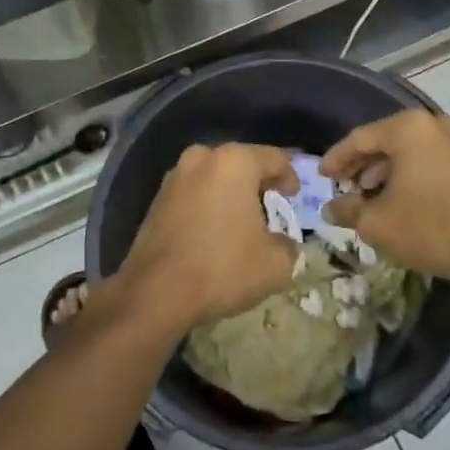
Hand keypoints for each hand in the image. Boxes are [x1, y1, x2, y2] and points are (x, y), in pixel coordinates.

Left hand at [113, 143, 299, 332]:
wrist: (155, 292)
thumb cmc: (222, 267)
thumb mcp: (275, 264)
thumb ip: (289, 246)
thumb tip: (284, 244)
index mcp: (235, 162)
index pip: (275, 158)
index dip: (290, 177)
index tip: (294, 198)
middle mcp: (202, 157)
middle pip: (242, 163)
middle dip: (258, 183)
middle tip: (271, 206)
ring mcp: (175, 176)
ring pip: (214, 176)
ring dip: (230, 193)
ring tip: (242, 220)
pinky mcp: (157, 197)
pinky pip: (194, 192)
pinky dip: (208, 204)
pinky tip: (214, 230)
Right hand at [320, 110, 449, 283]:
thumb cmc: (429, 226)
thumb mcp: (377, 222)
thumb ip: (347, 209)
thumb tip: (329, 209)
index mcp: (407, 128)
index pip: (359, 138)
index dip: (336, 159)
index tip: (320, 176)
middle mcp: (431, 125)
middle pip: (383, 140)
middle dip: (359, 165)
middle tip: (340, 185)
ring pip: (405, 151)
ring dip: (381, 171)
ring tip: (363, 196)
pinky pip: (424, 160)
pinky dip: (404, 174)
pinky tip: (393, 198)